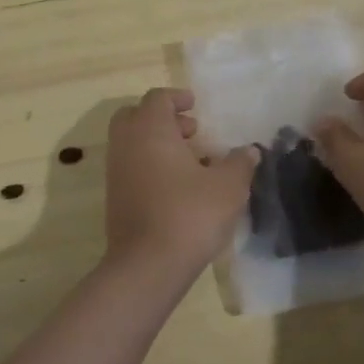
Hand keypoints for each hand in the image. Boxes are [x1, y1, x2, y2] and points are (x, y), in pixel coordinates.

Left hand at [103, 89, 257, 291]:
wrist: (147, 265)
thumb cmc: (190, 213)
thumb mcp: (228, 186)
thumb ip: (240, 163)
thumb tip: (249, 150)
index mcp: (150, 129)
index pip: (158, 98)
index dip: (177, 98)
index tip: (195, 105)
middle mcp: (126, 144)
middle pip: (136, 116)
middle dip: (162, 119)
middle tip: (191, 132)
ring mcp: (116, 172)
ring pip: (132, 144)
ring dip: (157, 145)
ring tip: (192, 163)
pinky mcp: (114, 198)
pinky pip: (131, 168)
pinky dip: (150, 166)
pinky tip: (178, 188)